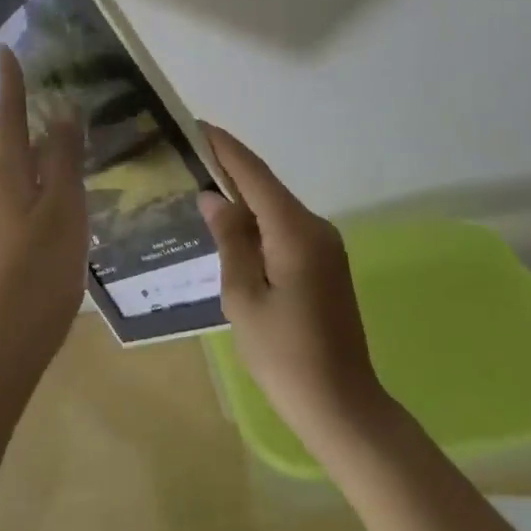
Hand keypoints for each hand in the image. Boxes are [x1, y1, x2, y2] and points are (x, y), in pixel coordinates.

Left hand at [0, 46, 88, 373]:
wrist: (11, 331)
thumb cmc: (42, 264)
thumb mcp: (65, 206)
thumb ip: (64, 158)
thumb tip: (63, 114)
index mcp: (6, 173)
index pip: (9, 116)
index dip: (10, 83)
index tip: (5, 52)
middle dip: (9, 112)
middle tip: (32, 96)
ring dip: (15, 142)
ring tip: (46, 137)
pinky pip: (6, 187)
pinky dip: (23, 171)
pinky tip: (48, 187)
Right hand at [198, 125, 390, 451]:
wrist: (341, 404)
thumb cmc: (284, 354)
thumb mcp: (243, 297)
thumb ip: (230, 240)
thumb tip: (214, 197)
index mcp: (295, 232)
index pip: (255, 175)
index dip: (226, 148)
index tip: (197, 126)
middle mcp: (315, 228)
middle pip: (267, 187)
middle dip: (230, 169)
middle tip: (189, 155)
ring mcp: (325, 246)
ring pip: (276, 208)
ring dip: (243, 196)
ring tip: (201, 184)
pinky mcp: (325, 264)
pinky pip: (285, 229)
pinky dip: (257, 221)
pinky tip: (231, 225)